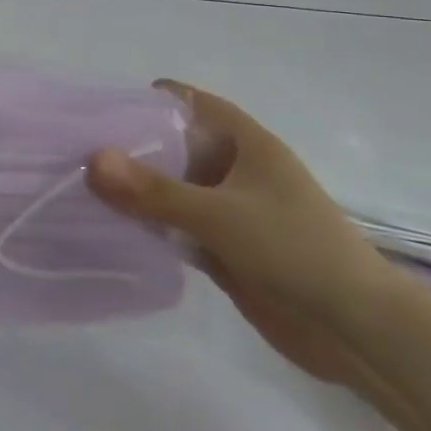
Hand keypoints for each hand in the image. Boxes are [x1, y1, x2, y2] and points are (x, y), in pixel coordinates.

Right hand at [87, 81, 412, 391]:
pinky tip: (110, 227)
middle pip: (176, 147)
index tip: (100, 108)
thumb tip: (92, 159)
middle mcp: (236, 171)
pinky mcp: (225, 249)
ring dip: (137, 190)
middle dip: (132, 147)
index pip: (192, 104)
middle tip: (76, 149)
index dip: (150, 100)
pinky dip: (149, 225)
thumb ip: (153, 191)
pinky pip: (177, 227)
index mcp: (247, 144)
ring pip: (174, 189)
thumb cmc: (294, 250)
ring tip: (81, 185)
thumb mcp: (219, 214)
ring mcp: (231, 212)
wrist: (355, 330)